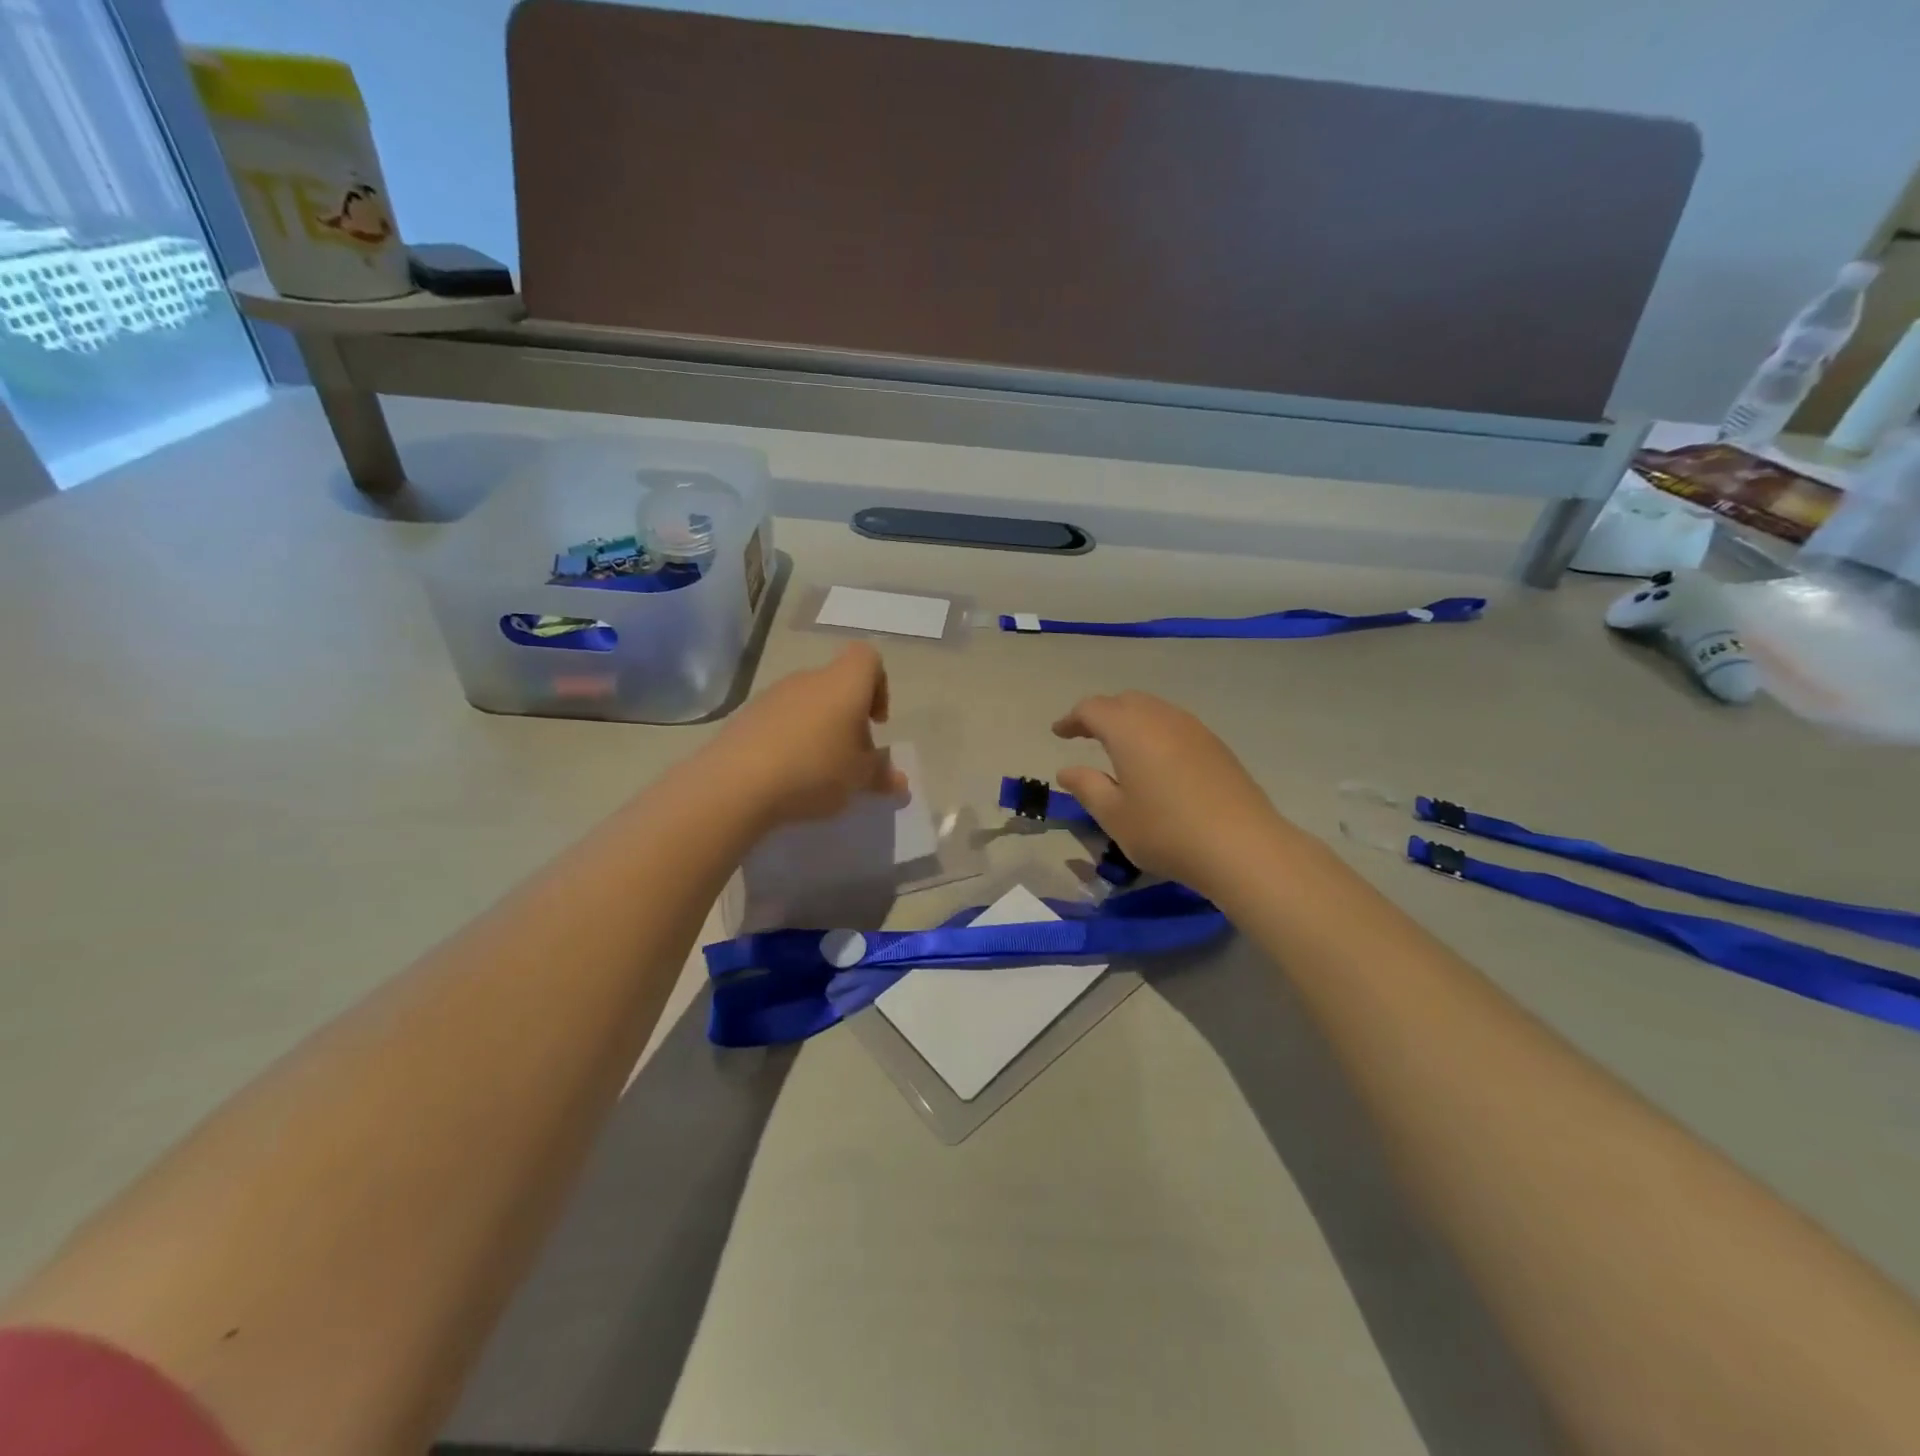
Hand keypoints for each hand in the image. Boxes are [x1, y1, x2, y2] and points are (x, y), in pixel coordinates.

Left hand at [709, 643, 907, 829]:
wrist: (736, 783)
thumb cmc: (814, 770)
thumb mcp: (858, 779)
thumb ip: (882, 775)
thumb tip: (900, 782)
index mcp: (844, 684)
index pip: (867, 658)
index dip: (879, 685)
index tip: (876, 722)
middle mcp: (809, 679)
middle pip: (836, 685)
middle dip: (848, 718)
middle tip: (850, 759)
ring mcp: (773, 695)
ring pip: (807, 704)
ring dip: (818, 730)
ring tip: (817, 772)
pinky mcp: (745, 716)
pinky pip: (779, 721)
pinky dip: (789, 740)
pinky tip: (786, 775)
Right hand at [1053, 692, 1295, 893]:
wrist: (1243, 846)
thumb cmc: (1166, 832)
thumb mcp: (1115, 816)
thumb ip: (1087, 787)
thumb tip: (1067, 770)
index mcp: (1129, 730)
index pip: (1092, 709)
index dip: (1072, 719)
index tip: (1058, 733)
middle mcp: (1161, 718)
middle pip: (1124, 702)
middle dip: (1100, 714)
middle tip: (1084, 735)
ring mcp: (1194, 729)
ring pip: (1153, 709)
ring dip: (1130, 720)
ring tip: (1118, 746)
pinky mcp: (1216, 746)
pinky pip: (1175, 724)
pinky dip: (1154, 732)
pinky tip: (1155, 760)